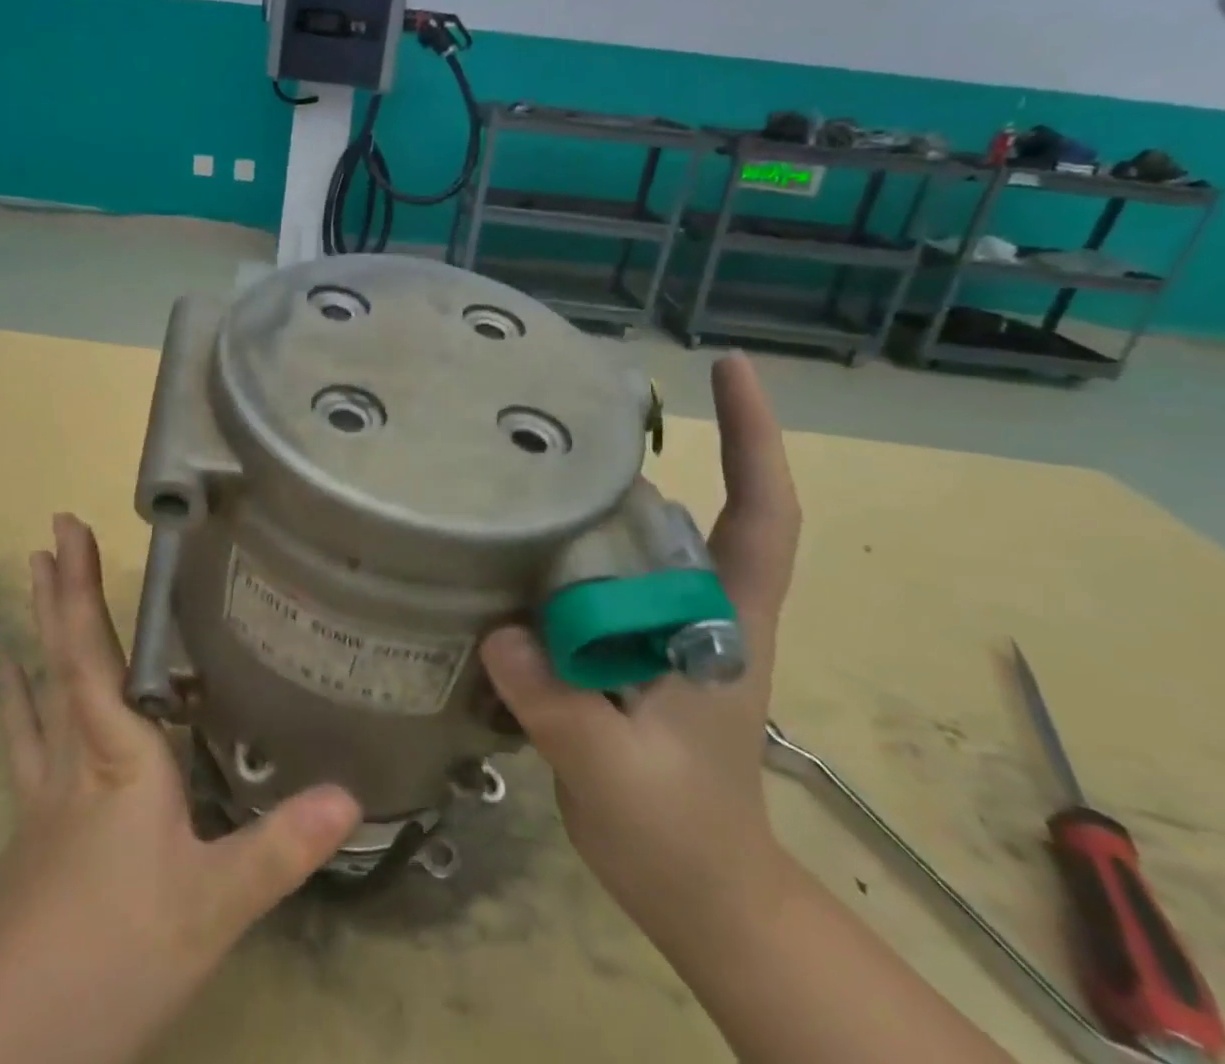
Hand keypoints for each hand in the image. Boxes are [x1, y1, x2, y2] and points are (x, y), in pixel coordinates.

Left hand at [0, 515, 361, 1063]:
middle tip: (51, 531)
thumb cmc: (107, 956)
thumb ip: (278, 848)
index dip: (79, 589)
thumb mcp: (210, 909)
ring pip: (39, 688)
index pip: (94, 654)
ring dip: (38, 628)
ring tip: (29, 578)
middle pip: (63, 655)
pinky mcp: (30, 826)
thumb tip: (351, 794)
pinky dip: (17, 699)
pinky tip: (7, 680)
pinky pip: (25, 739)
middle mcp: (75, 756)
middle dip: (59, 589)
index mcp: (117, 755)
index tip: (68, 529)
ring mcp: (44, 791)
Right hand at [478, 354, 801, 949]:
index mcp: (723, 622)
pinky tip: (502, 540)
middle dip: (636, 453)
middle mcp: (693, 608)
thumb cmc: (682, 836)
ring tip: (519, 459)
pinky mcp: (616, 648)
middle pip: (677, 509)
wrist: (696, 894)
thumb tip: (500, 632)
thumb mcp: (621, 775)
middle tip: (565, 407)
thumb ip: (563, 707)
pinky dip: (551, 552)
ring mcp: (653, 627)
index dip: (754, 437)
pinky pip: (582, 582)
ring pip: (623, 541)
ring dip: (585, 499)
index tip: (731, 367)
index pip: (760, 515)